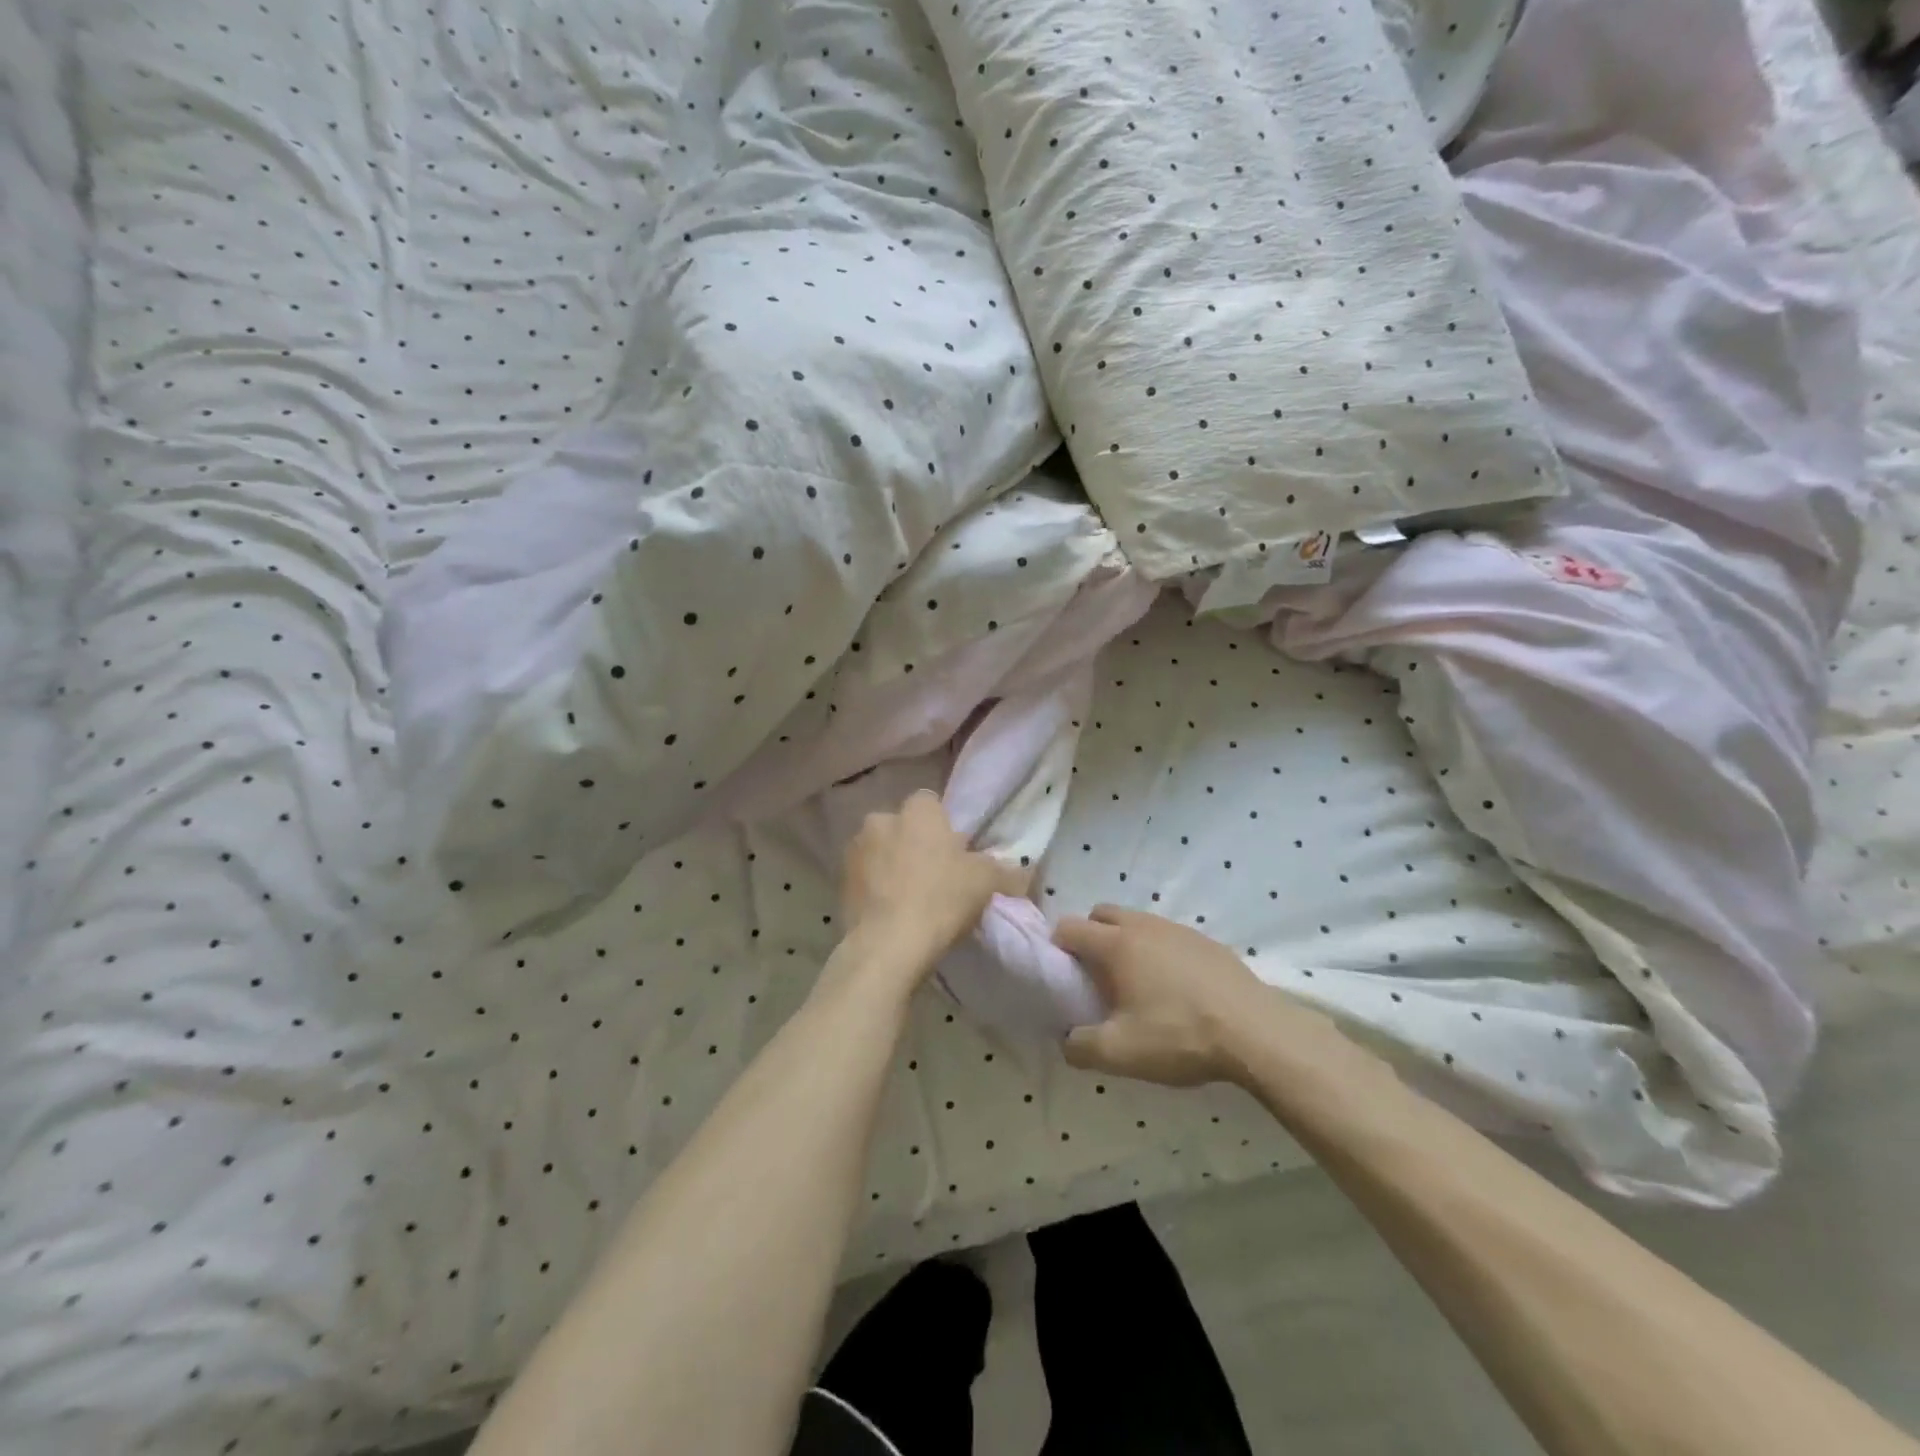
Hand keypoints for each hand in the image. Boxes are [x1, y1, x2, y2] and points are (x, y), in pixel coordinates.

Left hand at [840, 790, 1028, 979]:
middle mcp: (881, 819)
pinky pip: (864, 876)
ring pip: (880, 850)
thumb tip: (1022, 870)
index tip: (954, 853)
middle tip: (933, 876)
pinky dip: (874, 888)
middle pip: (903, 826)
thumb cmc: (942, 899)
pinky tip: (889, 912)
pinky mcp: (839, 880)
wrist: (889, 945)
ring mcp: (856, 849)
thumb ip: (1006, 870)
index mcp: (918, 811)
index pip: (930, 803)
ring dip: (890, 864)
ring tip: (908, 898)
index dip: (942, 826)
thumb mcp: (987, 883)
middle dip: (913, 843)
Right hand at [1054, 906, 1282, 1086]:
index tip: (1062, 976)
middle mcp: (1143, 926)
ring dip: (1125, 942)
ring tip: (1137, 984)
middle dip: (1090, 937)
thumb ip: (1080, 1046)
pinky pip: (1168, 936)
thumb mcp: (1120, 1053)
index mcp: (1116, 944)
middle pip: (1101, 914)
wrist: (1257, 1033)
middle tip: (1096, 977)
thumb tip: (1067, 1039)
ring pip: (1137, 922)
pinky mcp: (1207, 941)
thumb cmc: (1180, 1036)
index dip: (1057, 948)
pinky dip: (1158, 951)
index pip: (1070, 927)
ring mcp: (1178, 929)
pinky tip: (1175, 988)